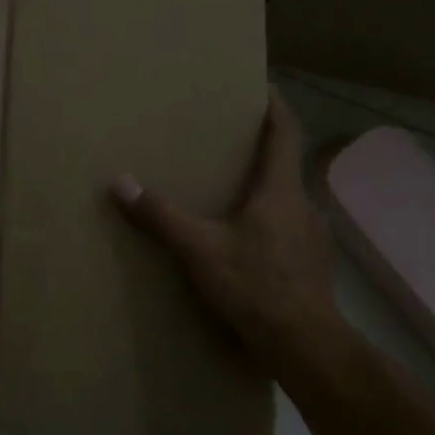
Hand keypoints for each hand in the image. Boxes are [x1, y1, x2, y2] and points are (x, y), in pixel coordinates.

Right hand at [111, 91, 343, 367]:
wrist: (306, 347)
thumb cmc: (255, 286)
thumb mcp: (199, 250)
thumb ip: (160, 216)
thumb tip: (119, 182)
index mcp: (280, 190)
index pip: (285, 133)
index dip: (275, 107)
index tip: (262, 87)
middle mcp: (304, 205)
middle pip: (285, 164)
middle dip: (260, 149)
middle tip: (228, 142)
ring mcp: (314, 237)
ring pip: (287, 200)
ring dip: (264, 190)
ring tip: (233, 193)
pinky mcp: (314, 265)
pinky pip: (290, 229)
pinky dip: (270, 223)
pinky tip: (248, 242)